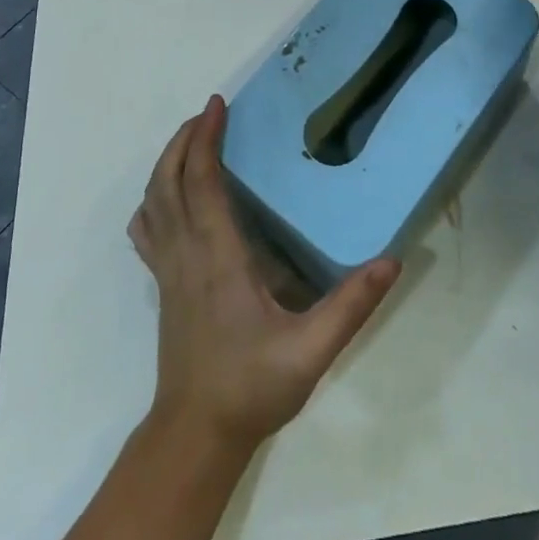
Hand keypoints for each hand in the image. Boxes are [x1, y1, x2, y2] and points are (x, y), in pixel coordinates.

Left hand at [128, 95, 400, 451]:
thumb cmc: (251, 387)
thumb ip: (351, 306)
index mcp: (217, 256)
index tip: (217, 105)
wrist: (195, 434)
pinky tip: (169, 198)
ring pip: (152, 200)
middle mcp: (185, 252)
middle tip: (207, 113)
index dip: (205, 138)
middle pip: (169, 180)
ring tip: (190, 141)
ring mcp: (167, 269)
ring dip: (166, 163)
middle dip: (184, 139)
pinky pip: (147, 230)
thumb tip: (391, 261)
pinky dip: (153, 199)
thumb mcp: (311, 351)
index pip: (202, 181)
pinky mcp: (162, 285)